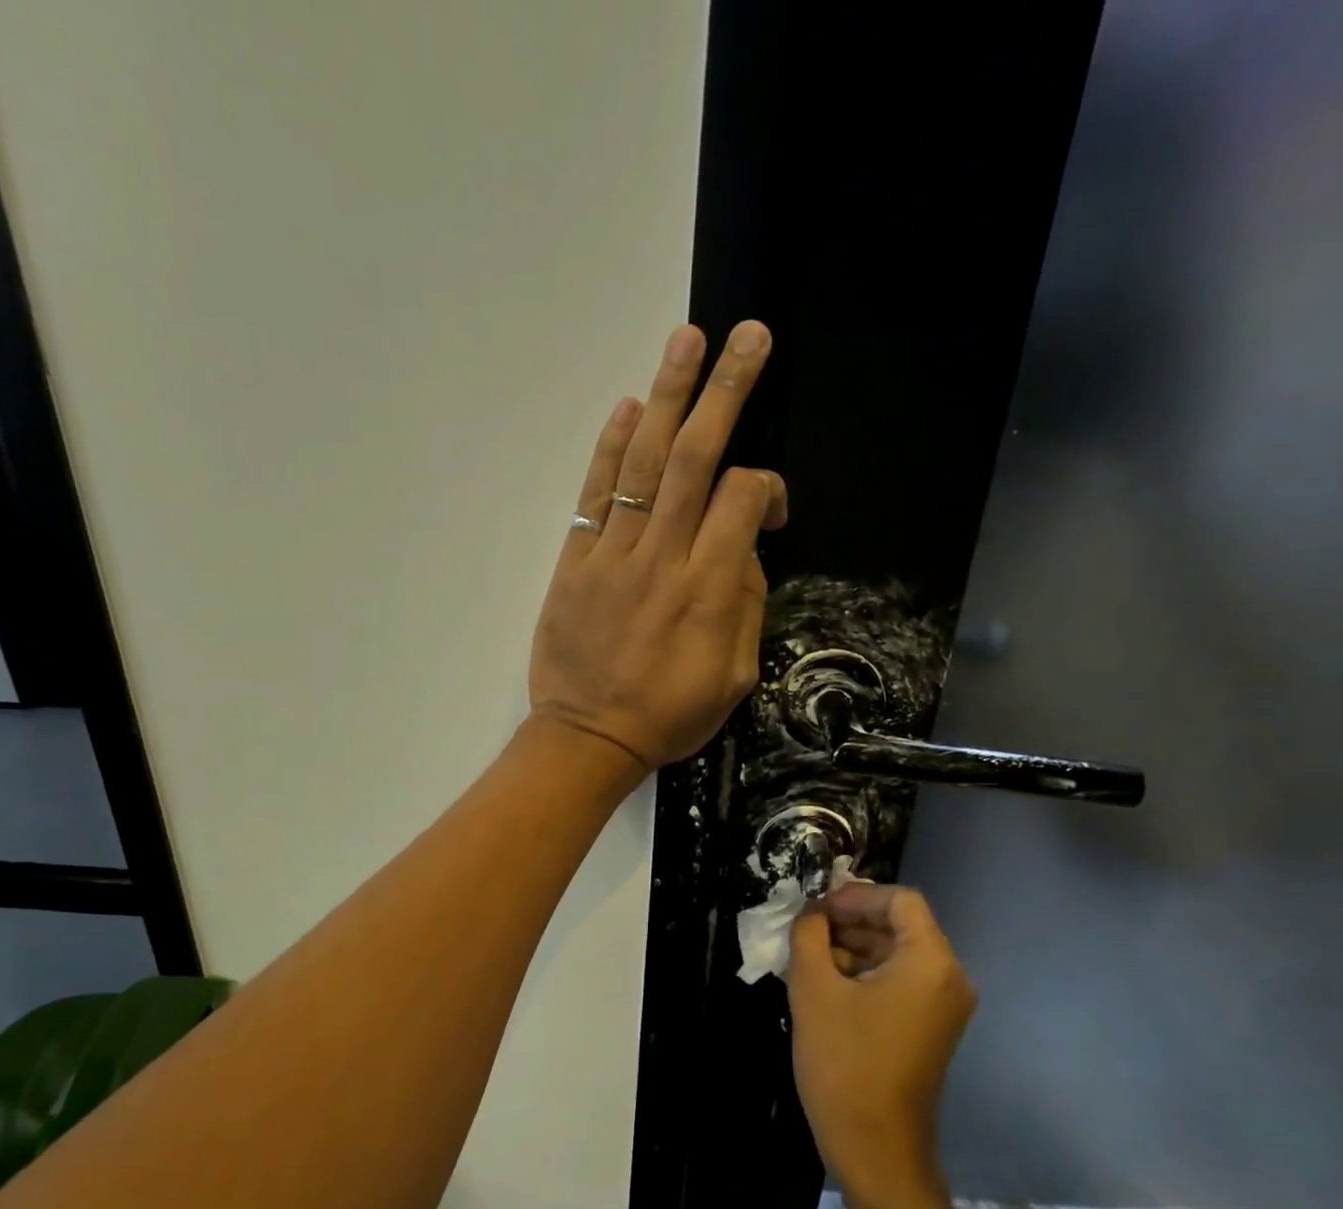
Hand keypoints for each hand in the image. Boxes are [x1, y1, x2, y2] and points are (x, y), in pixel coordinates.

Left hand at [529, 321, 786, 771]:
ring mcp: (612, 556)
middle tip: (747, 336)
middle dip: (725, 391)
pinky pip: (594, 496)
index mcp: (708, 590)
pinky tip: (628, 407)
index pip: (741, 500)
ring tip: (686, 339)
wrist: (589, 738)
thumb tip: (741, 552)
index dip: (764, 486)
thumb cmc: (668, 716)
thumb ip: (745, 607)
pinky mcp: (574, 563)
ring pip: (643, 465)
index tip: (768, 508)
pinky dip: (610, 450)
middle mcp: (662, 559)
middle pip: (696, 459)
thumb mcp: (733, 678)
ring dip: (667, 397)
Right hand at [788, 883, 976, 1208]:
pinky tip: (824, 985)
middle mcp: (948, 978)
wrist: (876, 1151)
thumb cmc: (845, 1063)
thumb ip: (809, 934)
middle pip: (899, 925)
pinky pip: (898, 981)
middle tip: (804, 932)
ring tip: (807, 959)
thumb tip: (811, 913)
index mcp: (931, 962)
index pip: (899, 900)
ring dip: (851, 947)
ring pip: (895, 953)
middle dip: (849, 921)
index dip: (854, 895)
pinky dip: (863, 974)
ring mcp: (942, 1006)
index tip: (815, 910)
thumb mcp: (814, 988)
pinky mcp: (929, 1028)